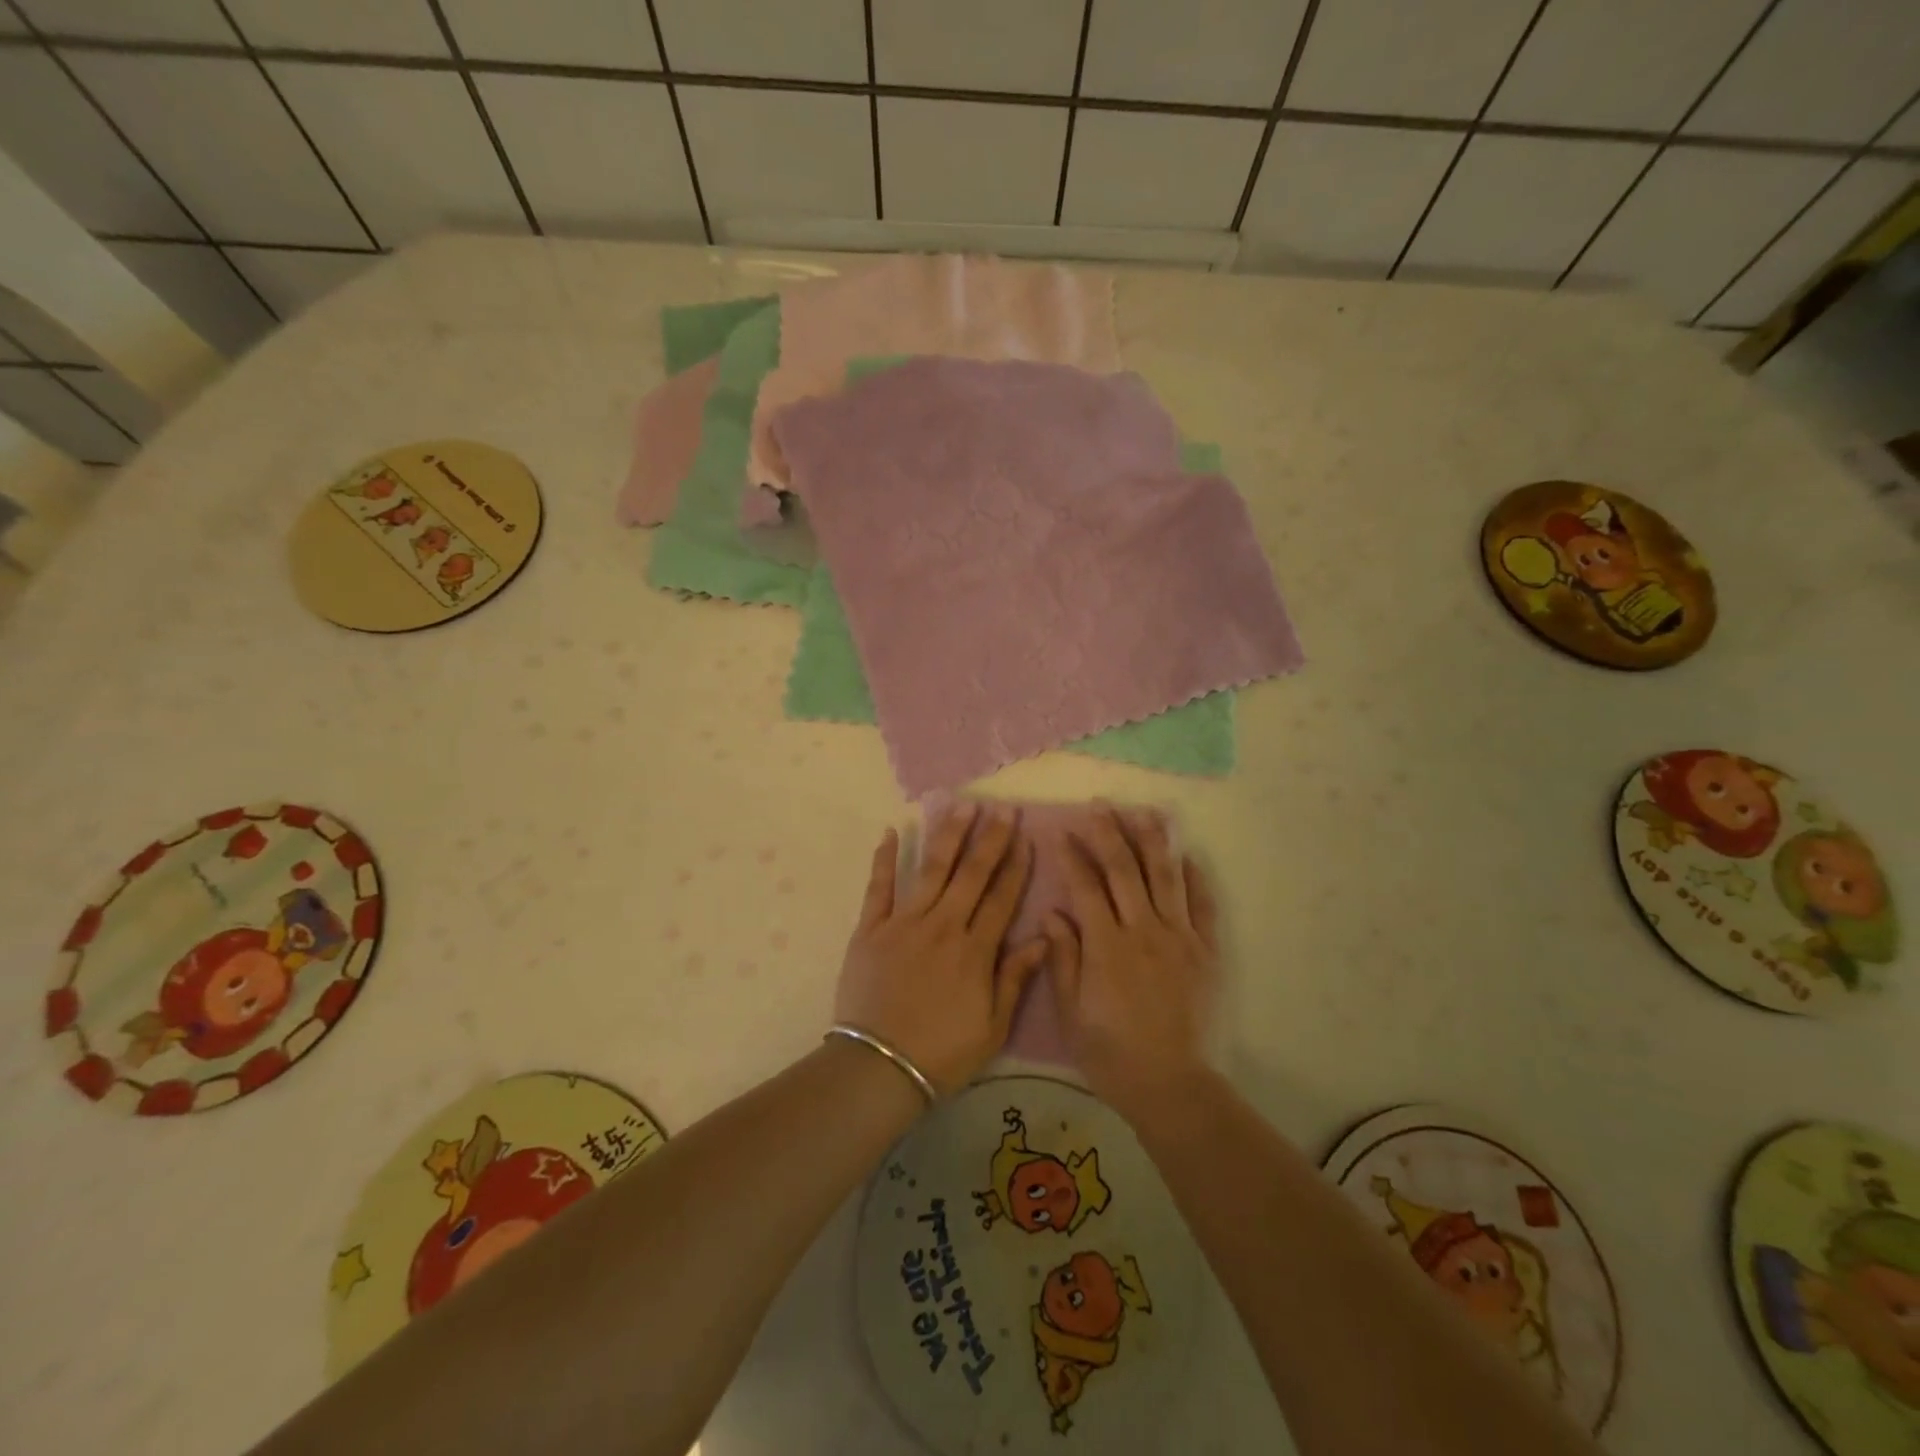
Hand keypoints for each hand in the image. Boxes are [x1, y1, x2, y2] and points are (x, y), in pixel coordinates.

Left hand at [834, 804, 1048, 1095]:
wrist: (879, 1067)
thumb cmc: (942, 1053)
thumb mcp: (993, 1027)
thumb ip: (1015, 978)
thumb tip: (1043, 938)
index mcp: (974, 951)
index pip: (1001, 898)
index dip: (1016, 867)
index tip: (1026, 838)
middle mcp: (942, 926)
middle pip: (971, 874)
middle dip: (990, 839)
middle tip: (1002, 808)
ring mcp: (904, 923)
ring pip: (931, 870)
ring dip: (947, 835)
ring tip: (961, 805)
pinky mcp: (870, 929)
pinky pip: (878, 887)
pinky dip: (885, 858)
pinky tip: (893, 831)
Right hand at [1048, 807, 1218, 1119]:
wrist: (1171, 1084)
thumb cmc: (1110, 1052)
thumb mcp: (1071, 1012)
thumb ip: (1063, 958)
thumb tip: (1053, 914)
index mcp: (1105, 945)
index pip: (1085, 887)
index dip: (1073, 856)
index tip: (1062, 832)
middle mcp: (1143, 930)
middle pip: (1124, 870)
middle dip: (1109, 833)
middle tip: (1099, 805)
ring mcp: (1179, 937)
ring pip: (1165, 877)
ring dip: (1152, 841)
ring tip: (1144, 812)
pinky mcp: (1206, 951)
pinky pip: (1203, 906)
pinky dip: (1195, 878)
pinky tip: (1188, 856)